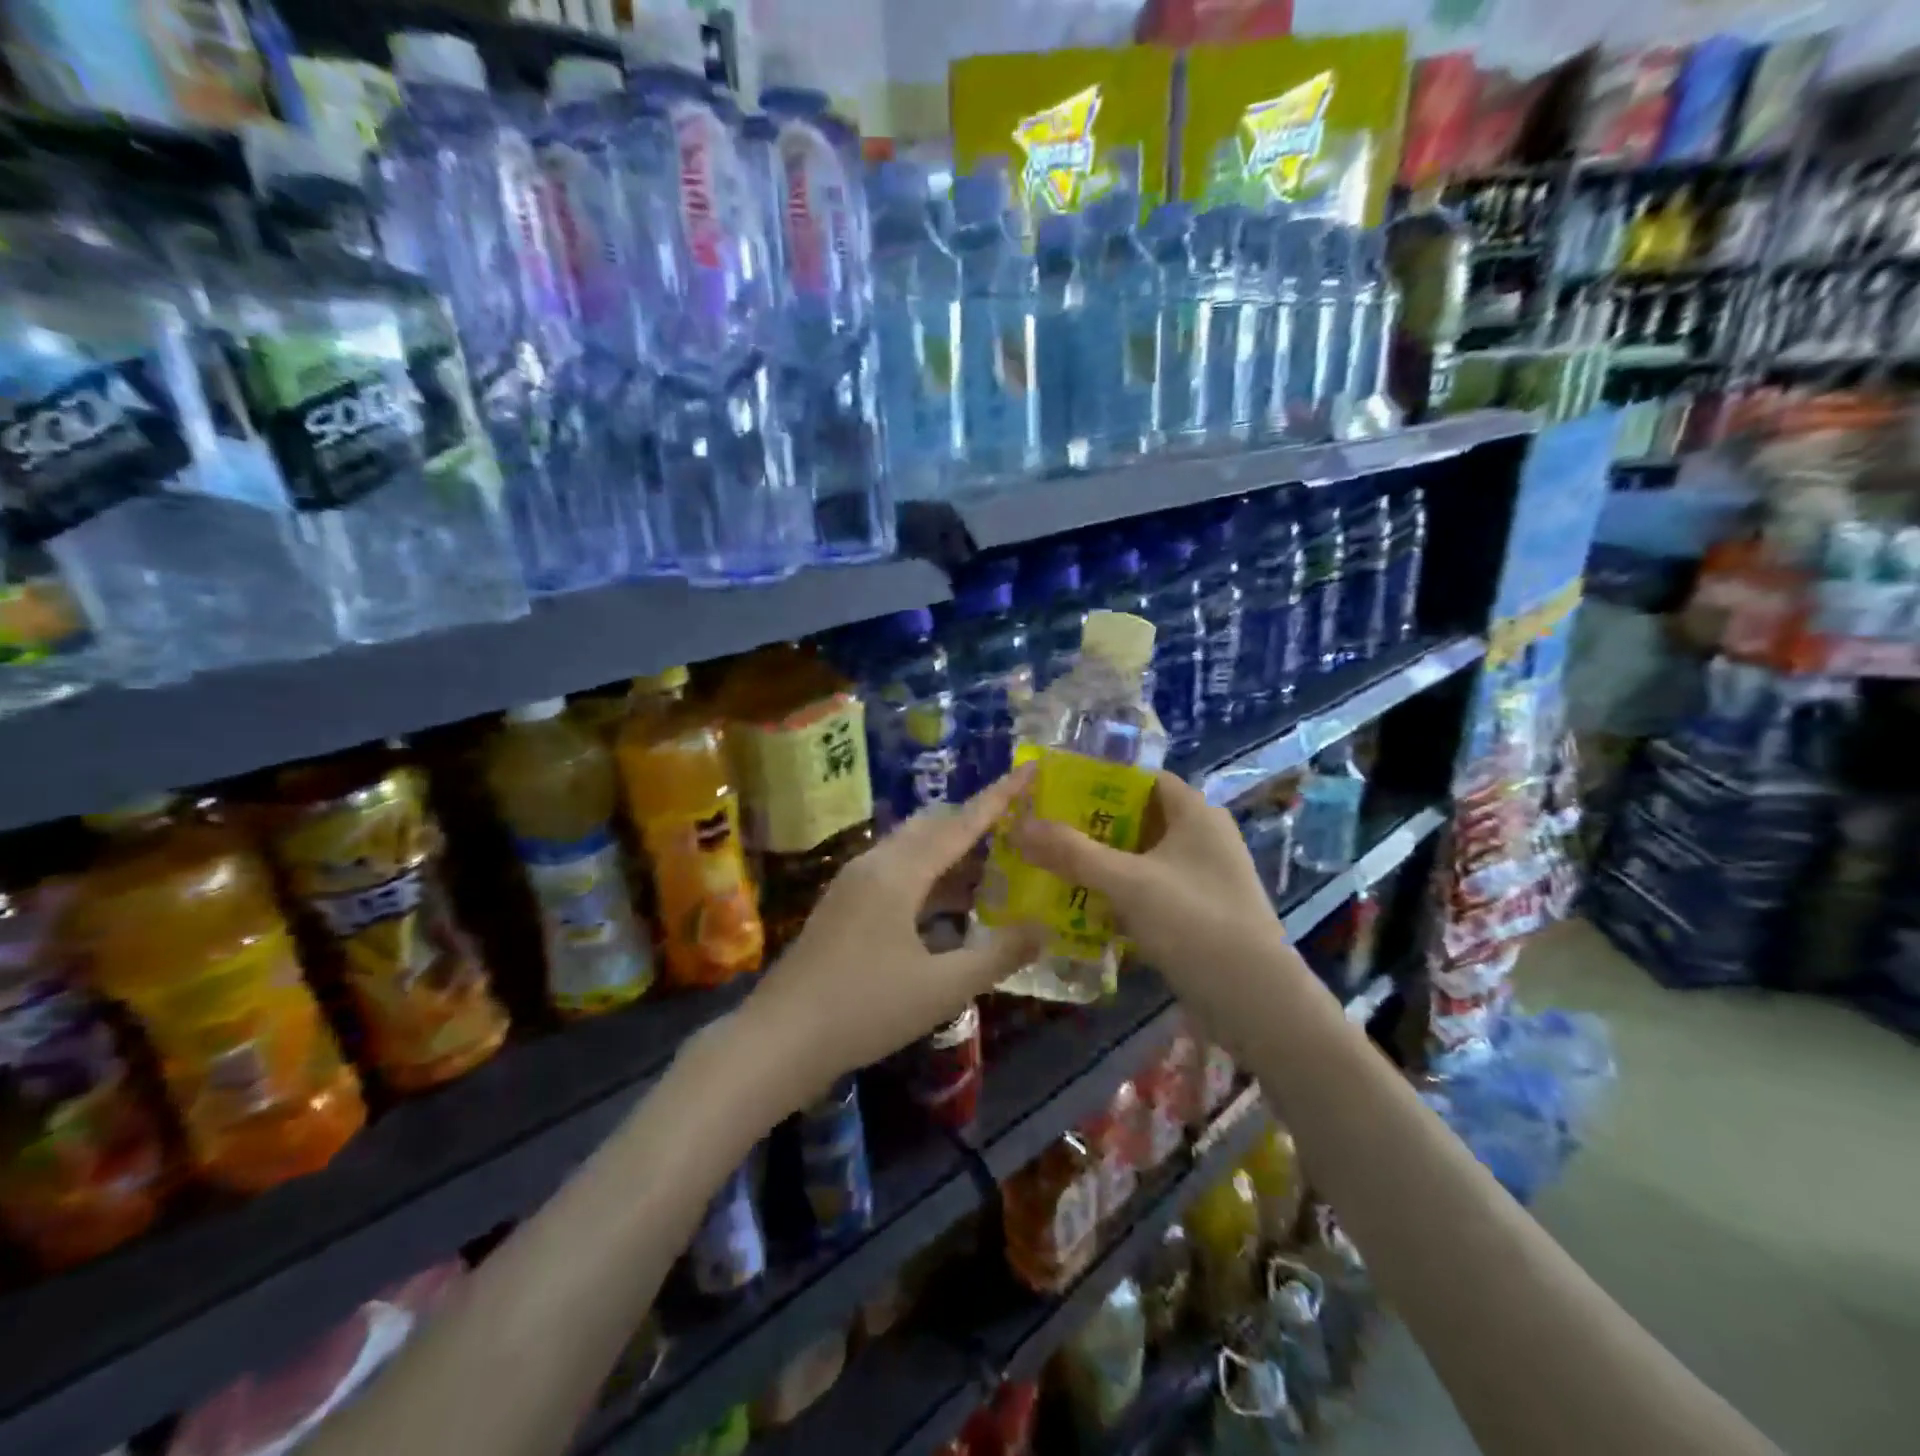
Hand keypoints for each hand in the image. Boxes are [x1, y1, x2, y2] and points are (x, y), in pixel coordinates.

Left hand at [738, 768, 1046, 1108]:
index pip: (961, 823)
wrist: (780, 1039)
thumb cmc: (865, 1008)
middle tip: (1017, 827)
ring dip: (950, 852)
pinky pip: (895, 871)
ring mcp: (852, 883)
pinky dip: (928, 875)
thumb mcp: (942, 988)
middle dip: (975, 822)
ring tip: (992, 864)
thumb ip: (997, 956)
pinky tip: (946, 904)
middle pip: (932, 827)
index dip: (999, 797)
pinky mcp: (842, 905)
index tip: (1029, 770)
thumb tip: (1043, 930)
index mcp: (899, 872)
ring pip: (911, 850)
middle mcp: (874, 864)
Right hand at [1009, 770, 1289, 1007]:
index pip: (1144, 779)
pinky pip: (1154, 890)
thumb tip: (1020, 826)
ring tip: (1058, 868)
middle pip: (1141, 818)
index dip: (1102, 780)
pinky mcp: (1202, 912)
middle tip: (1049, 833)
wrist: (1255, 1001)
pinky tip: (1089, 909)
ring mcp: (1206, 877)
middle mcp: (1205, 837)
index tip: (1059, 793)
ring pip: (1145, 858)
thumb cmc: (1193, 922)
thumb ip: (1073, 853)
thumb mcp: (1127, 882)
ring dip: (1106, 863)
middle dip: (1095, 826)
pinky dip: (1124, 894)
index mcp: (1196, 813)